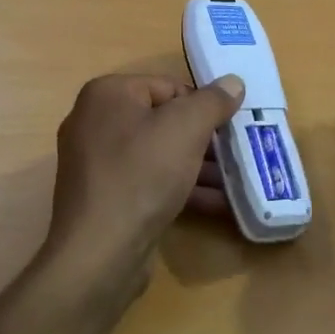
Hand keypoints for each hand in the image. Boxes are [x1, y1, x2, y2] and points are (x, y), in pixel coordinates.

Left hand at [43, 71, 246, 300]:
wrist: (100, 251)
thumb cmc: (142, 174)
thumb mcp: (186, 128)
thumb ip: (213, 101)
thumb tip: (233, 82)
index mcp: (107, 94)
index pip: (168, 86)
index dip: (203, 105)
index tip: (230, 126)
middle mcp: (95, 122)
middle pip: (164, 121)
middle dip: (204, 139)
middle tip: (239, 153)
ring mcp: (97, 162)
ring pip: (159, 154)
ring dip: (199, 167)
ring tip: (238, 181)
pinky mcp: (105, 197)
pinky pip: (149, 181)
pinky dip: (181, 188)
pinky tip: (218, 203)